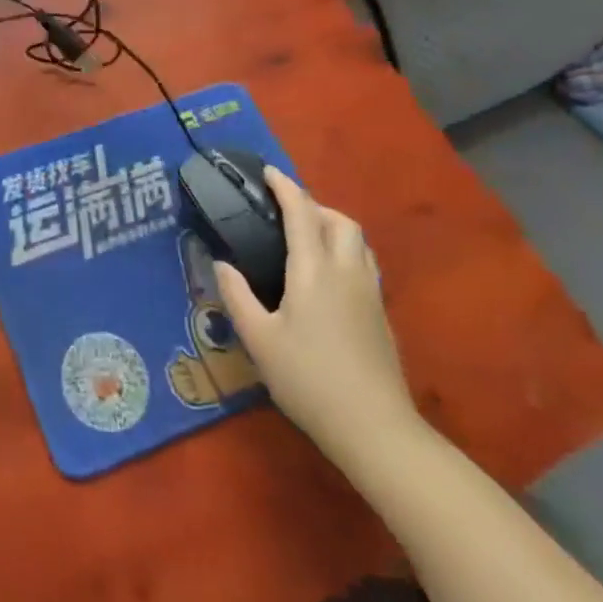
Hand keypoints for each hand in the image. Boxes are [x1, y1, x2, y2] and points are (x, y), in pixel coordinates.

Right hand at [214, 169, 417, 466]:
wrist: (376, 429)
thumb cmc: (309, 379)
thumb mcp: (259, 339)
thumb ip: (237, 295)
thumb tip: (221, 263)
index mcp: (314, 269)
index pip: (301, 212)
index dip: (285, 187)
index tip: (268, 172)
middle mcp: (346, 271)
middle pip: (339, 220)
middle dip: (313, 205)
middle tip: (285, 212)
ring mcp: (369, 293)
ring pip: (358, 241)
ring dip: (333, 226)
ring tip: (306, 238)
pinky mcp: (381, 315)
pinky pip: (364, 263)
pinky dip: (344, 251)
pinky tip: (326, 277)